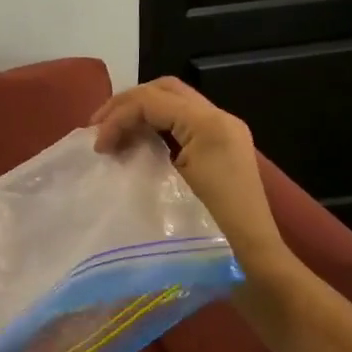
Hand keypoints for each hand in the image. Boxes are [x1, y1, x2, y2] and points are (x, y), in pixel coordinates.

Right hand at [92, 78, 290, 273]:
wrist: (253, 261)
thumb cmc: (208, 227)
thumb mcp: (167, 187)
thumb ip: (139, 153)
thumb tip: (111, 144)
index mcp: (208, 124)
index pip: (151, 101)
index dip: (117, 118)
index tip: (98, 147)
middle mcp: (220, 117)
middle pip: (164, 89)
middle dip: (126, 104)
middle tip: (98, 127)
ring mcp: (225, 131)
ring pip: (174, 100)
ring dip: (140, 111)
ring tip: (112, 134)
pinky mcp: (222, 146)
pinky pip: (183, 119)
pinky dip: (155, 123)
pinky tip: (137, 143)